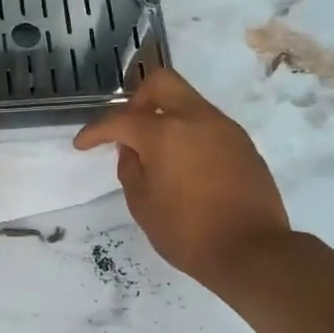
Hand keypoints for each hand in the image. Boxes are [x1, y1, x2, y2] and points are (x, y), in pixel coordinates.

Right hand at [76, 69, 289, 289]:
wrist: (250, 250)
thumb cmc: (187, 232)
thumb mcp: (142, 205)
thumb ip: (130, 169)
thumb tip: (132, 149)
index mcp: (165, 133)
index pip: (121, 120)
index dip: (96, 131)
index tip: (83, 144)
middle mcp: (196, 119)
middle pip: (161, 83)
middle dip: (136, 100)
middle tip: (127, 129)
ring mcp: (224, 128)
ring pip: (188, 102)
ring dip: (166, 118)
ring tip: (156, 154)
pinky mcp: (243, 144)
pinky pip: (207, 125)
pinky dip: (188, 134)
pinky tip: (184, 166)